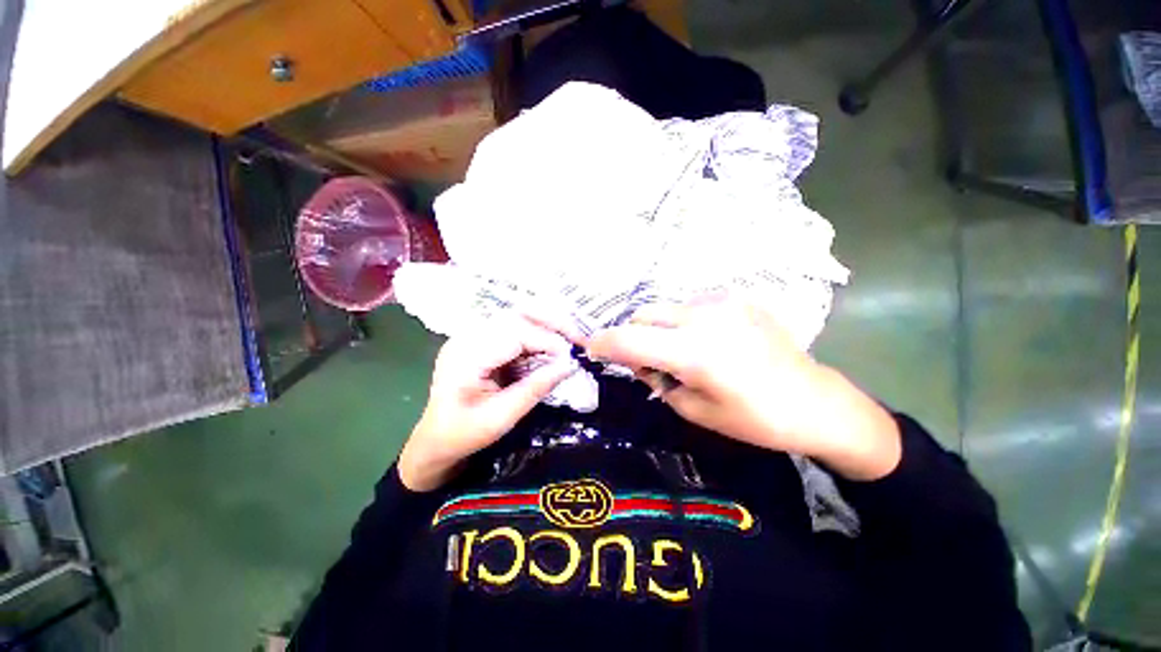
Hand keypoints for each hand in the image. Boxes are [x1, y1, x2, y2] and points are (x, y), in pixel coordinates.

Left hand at [398, 316, 576, 490]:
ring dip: (545, 325)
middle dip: (549, 323)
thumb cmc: (464, 433)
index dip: (546, 340)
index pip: (513, 334)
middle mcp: (467, 337)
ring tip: (568, 339)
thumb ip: (535, 389)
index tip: (570, 356)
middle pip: (515, 315)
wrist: (436, 439)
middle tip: (576, 337)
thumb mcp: (502, 418)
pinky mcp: (481, 340)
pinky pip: (513, 329)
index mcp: (465, 356)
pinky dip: (536, 335)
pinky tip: (549, 347)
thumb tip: (569, 366)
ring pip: (516, 317)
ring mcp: (472, 336)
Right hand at [587, 297, 900, 479]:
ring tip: (680, 352)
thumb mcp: (694, 410)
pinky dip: (683, 322)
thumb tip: (639, 361)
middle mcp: (704, 317)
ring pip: (665, 308)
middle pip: (643, 316)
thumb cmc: (755, 419)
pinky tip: (706, 341)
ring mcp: (723, 302)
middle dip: (632, 337)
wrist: (816, 402)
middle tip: (646, 362)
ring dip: (659, 329)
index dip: (603, 344)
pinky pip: (691, 306)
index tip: (591, 348)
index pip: (629, 340)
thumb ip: (657, 380)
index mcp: (694, 352)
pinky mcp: (737, 297)